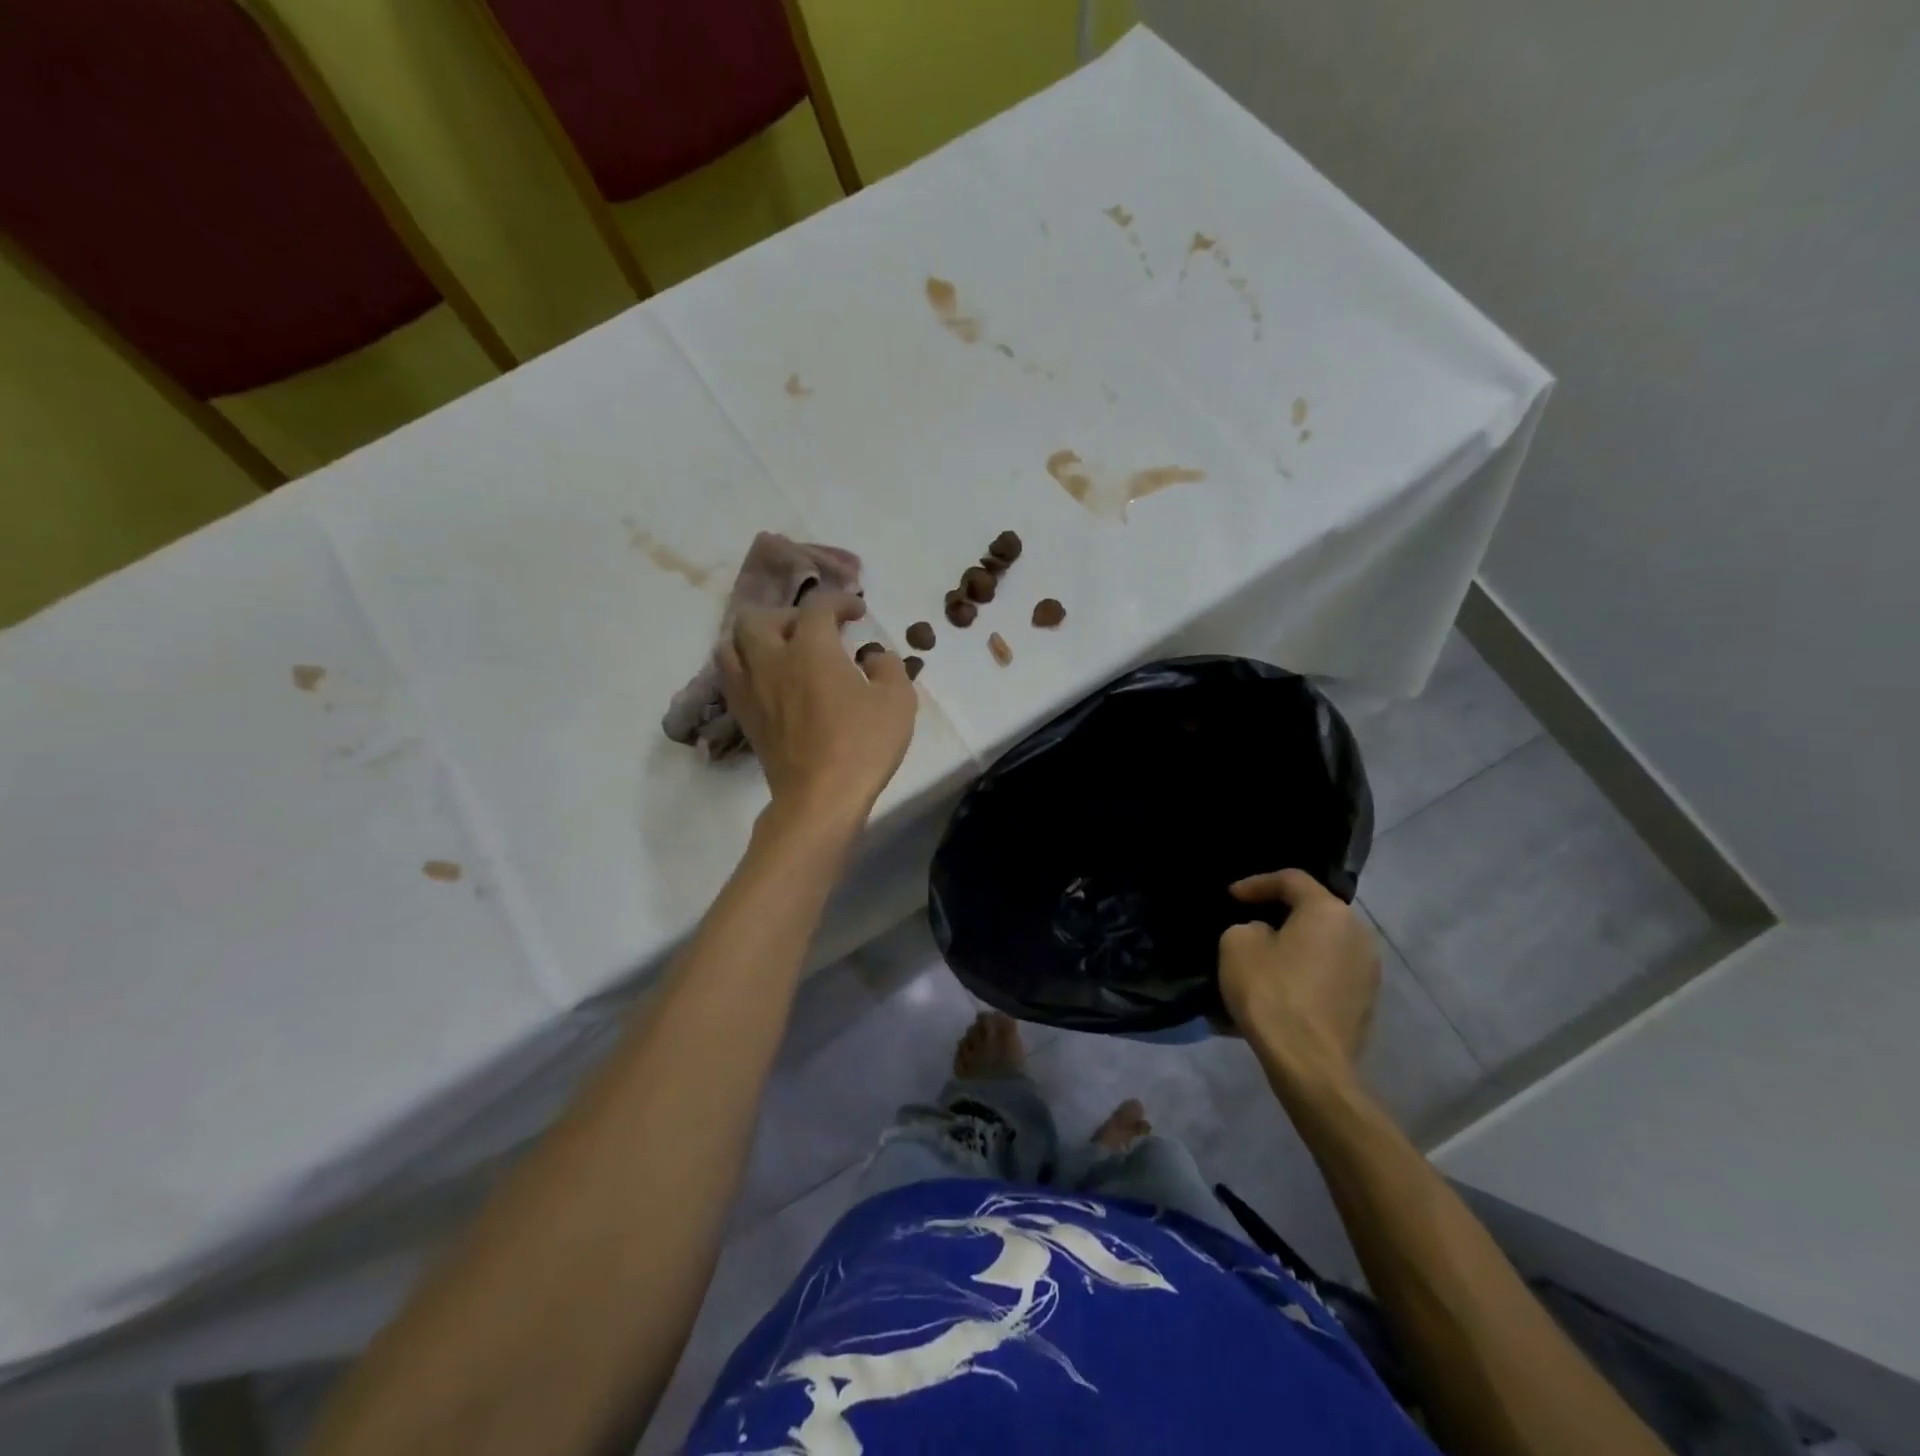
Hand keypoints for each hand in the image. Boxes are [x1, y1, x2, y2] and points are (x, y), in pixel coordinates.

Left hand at [720, 593, 916, 828]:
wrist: (820, 798)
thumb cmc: (863, 745)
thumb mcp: (898, 700)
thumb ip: (889, 666)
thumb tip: (874, 656)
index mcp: (811, 648)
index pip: (818, 605)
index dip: (840, 600)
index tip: (858, 612)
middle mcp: (772, 660)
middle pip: (760, 617)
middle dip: (789, 615)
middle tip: (815, 631)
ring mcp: (752, 689)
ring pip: (733, 644)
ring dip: (757, 638)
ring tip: (781, 650)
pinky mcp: (744, 717)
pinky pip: (731, 676)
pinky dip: (747, 666)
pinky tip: (769, 680)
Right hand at [1217, 870, 1379, 1085]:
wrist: (1309, 1063)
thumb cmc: (1271, 992)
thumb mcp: (1237, 944)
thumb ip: (1249, 927)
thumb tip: (1266, 936)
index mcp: (1328, 911)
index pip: (1291, 880)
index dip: (1256, 883)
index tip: (1231, 897)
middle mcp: (1358, 933)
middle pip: (1314, 910)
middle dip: (1281, 912)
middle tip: (1250, 920)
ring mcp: (1369, 969)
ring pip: (1325, 942)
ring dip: (1297, 944)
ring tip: (1268, 956)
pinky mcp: (1367, 1001)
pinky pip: (1332, 971)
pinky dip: (1308, 970)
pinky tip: (1285, 985)